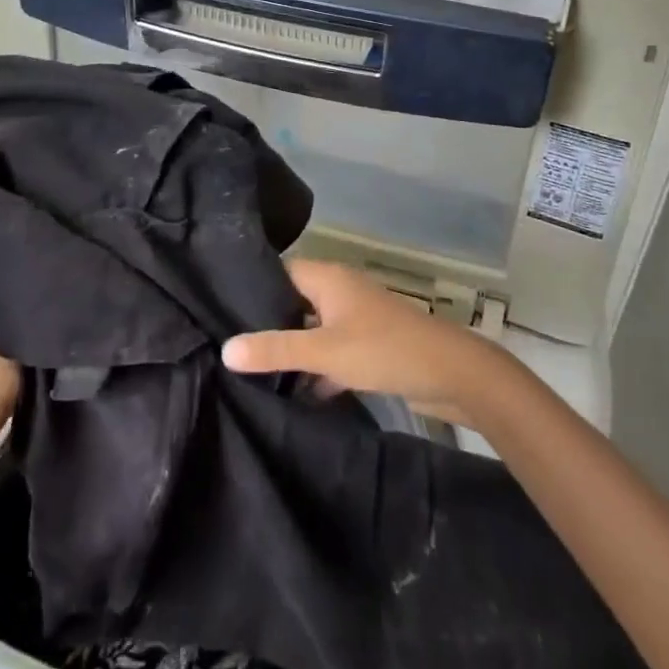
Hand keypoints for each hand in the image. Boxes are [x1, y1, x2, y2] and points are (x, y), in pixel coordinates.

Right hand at [222, 259, 511, 426]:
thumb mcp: (324, 351)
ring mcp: (355, 319)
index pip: (279, 272)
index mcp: (327, 278)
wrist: (451, 373)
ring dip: (291, 351)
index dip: (251, 289)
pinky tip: (294, 397)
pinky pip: (331, 353)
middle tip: (228, 349)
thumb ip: (276, 349)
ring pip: (312, 330)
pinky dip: (316, 371)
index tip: (218, 311)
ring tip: (251, 375)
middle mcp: (339, 291)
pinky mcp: (368, 347)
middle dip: (267, 325)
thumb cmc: (383, 349)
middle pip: (293, 302)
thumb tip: (225, 348)